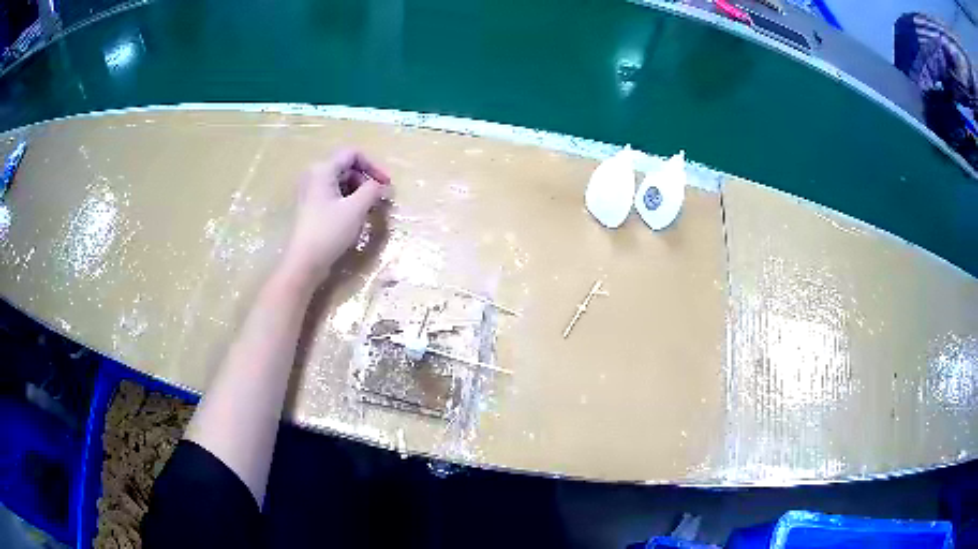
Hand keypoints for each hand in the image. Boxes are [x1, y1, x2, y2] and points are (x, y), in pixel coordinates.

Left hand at [281, 149, 390, 287]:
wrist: (304, 262)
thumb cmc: (329, 231)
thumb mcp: (356, 209)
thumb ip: (372, 190)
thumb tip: (383, 185)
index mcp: (323, 170)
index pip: (353, 154)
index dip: (373, 165)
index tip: (386, 184)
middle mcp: (314, 176)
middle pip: (347, 167)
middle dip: (366, 180)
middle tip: (380, 198)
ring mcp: (311, 192)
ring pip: (341, 182)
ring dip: (359, 191)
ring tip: (370, 208)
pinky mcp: (311, 207)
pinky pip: (333, 195)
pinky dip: (348, 200)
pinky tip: (356, 216)